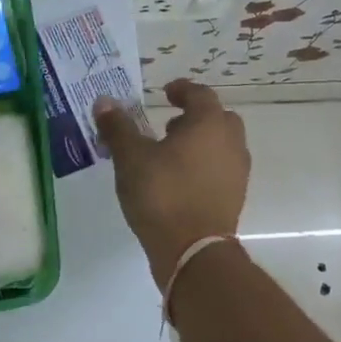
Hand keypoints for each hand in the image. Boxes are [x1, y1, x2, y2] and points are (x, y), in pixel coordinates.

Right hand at [93, 79, 249, 281]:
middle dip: (195, 117)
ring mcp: (236, 173)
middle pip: (218, 119)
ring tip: (169, 153)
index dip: (182, 90)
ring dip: (200, 142)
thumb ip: (118, 127)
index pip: (201, 95)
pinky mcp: (234, 198)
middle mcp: (230, 144)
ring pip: (222, 145)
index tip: (165, 92)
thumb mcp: (130, 157)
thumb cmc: (162, 194)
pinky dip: (203, 165)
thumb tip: (104, 101)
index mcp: (209, 125)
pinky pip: (220, 169)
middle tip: (169, 123)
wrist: (192, 251)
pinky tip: (178, 180)